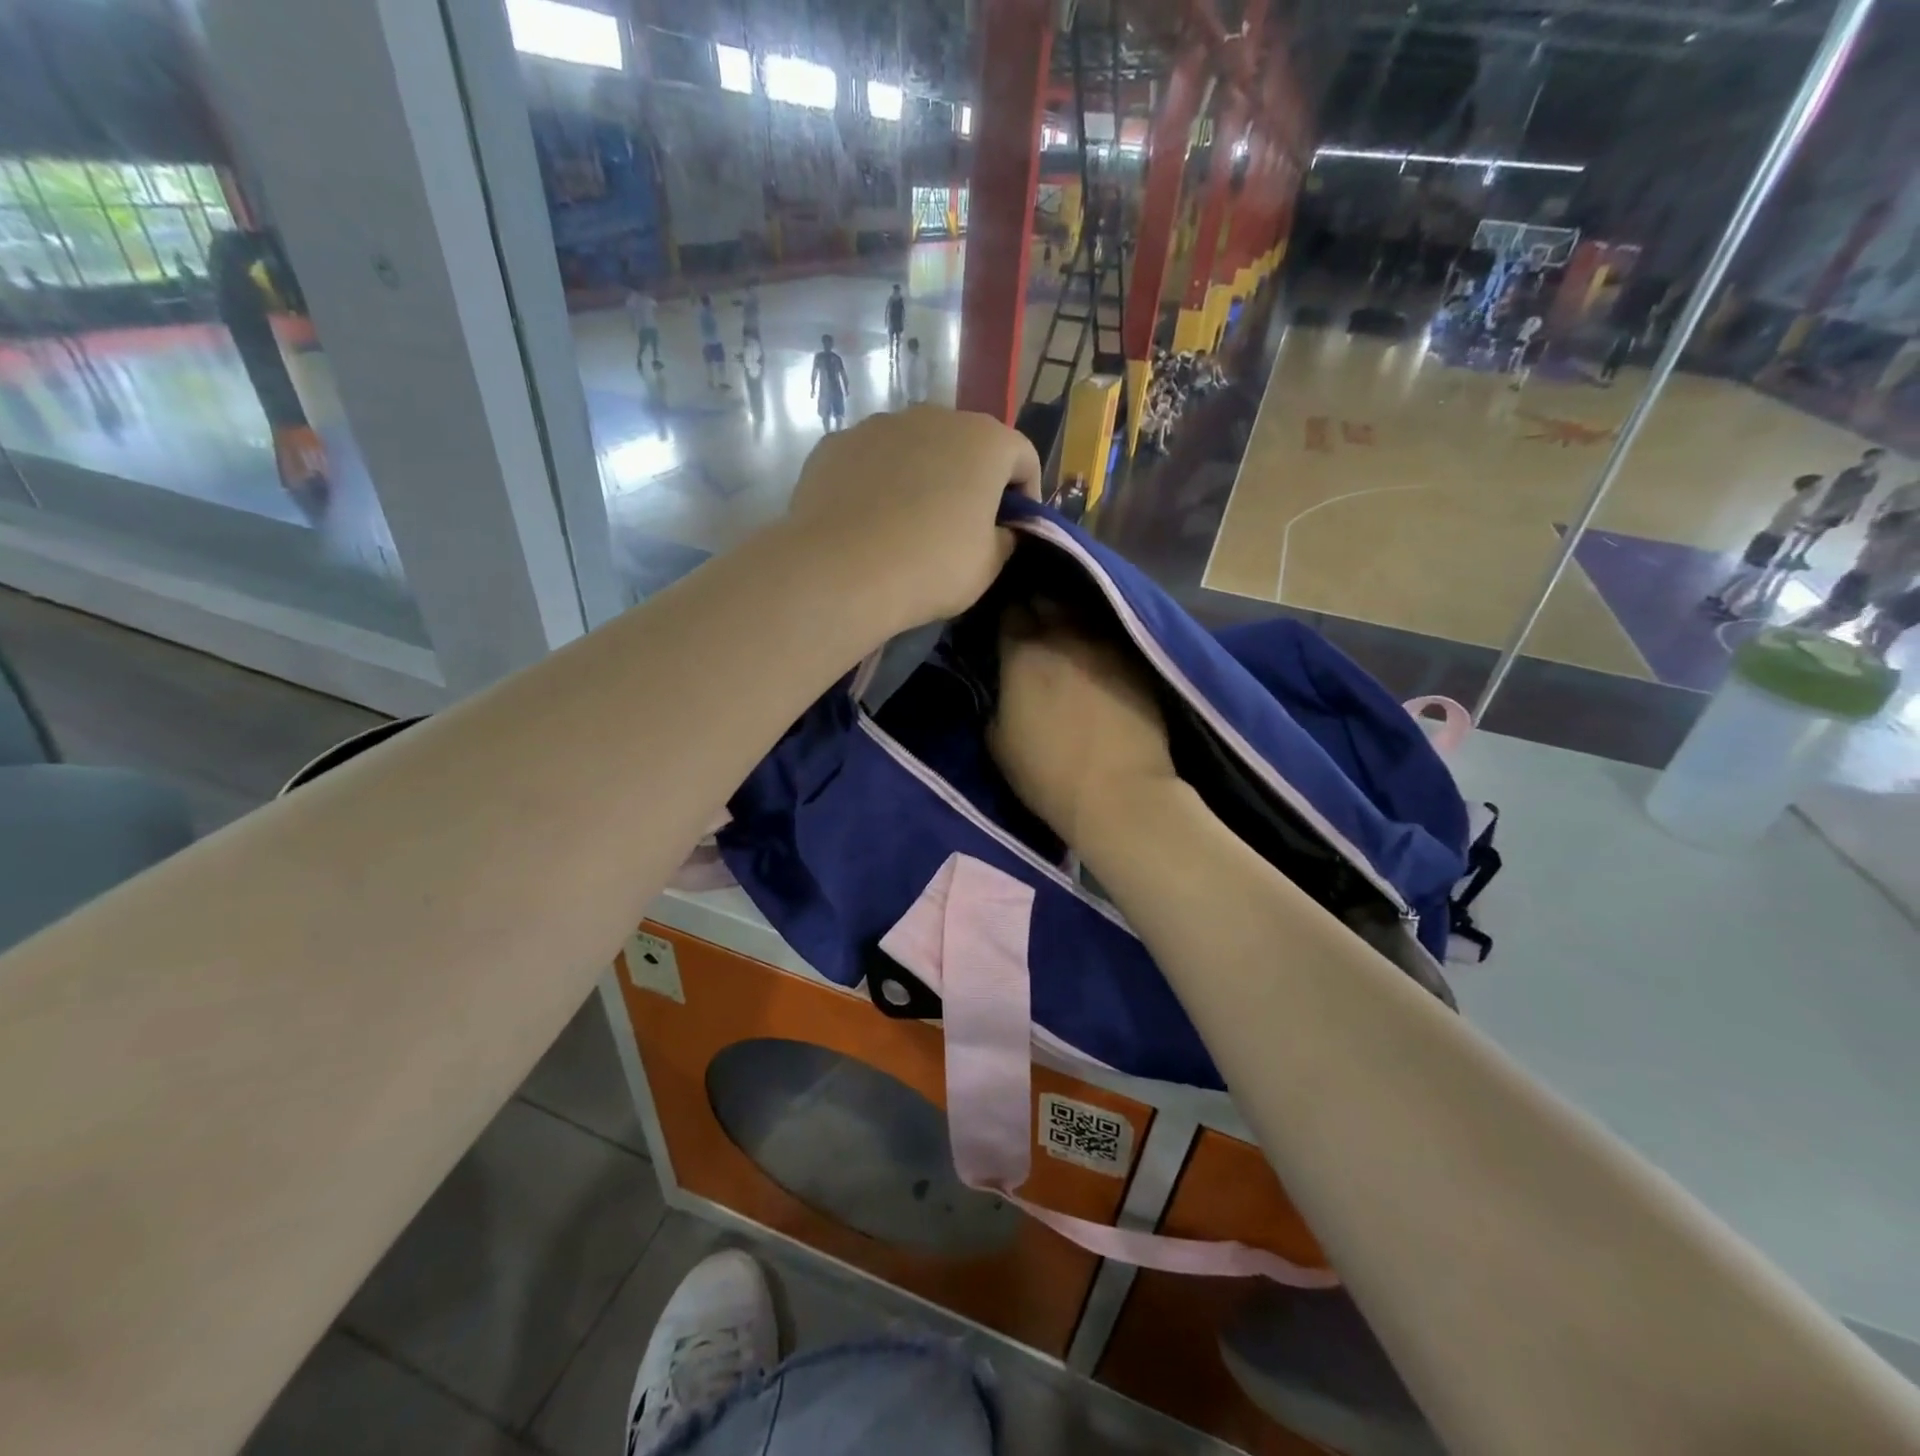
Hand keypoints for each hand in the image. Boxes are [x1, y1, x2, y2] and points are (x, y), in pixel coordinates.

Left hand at [787, 409, 1040, 628]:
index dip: (1027, 495)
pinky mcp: (837, 443)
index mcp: (985, 441)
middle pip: (967, 445)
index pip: (1023, 457)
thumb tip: (1000, 530)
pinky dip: (879, 481)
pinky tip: (870, 521)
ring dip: (924, 475)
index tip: (1015, 529)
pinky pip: (872, 460)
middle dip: (972, 479)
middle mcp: (935, 417)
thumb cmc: (930, 567)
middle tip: (964, 525)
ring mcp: (880, 425)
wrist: (840, 572)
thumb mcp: (988, 566)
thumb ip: (1006, 538)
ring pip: (916, 447)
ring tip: (911, 522)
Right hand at [989, 610, 1176, 849]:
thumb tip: (1004, 685)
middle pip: (1046, 602)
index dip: (1004, 616)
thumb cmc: (1047, 773)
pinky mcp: (1136, 660)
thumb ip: (996, 701)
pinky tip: (1094, 652)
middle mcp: (1064, 636)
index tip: (1002, 627)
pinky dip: (1097, 638)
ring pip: (1081, 613)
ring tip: (1063, 633)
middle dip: (1036, 608)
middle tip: (1030, 626)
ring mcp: (1106, 644)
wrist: (1120, 792)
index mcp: (1023, 652)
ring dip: (1068, 618)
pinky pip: (1110, 635)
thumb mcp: (997, 741)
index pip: (1008, 611)